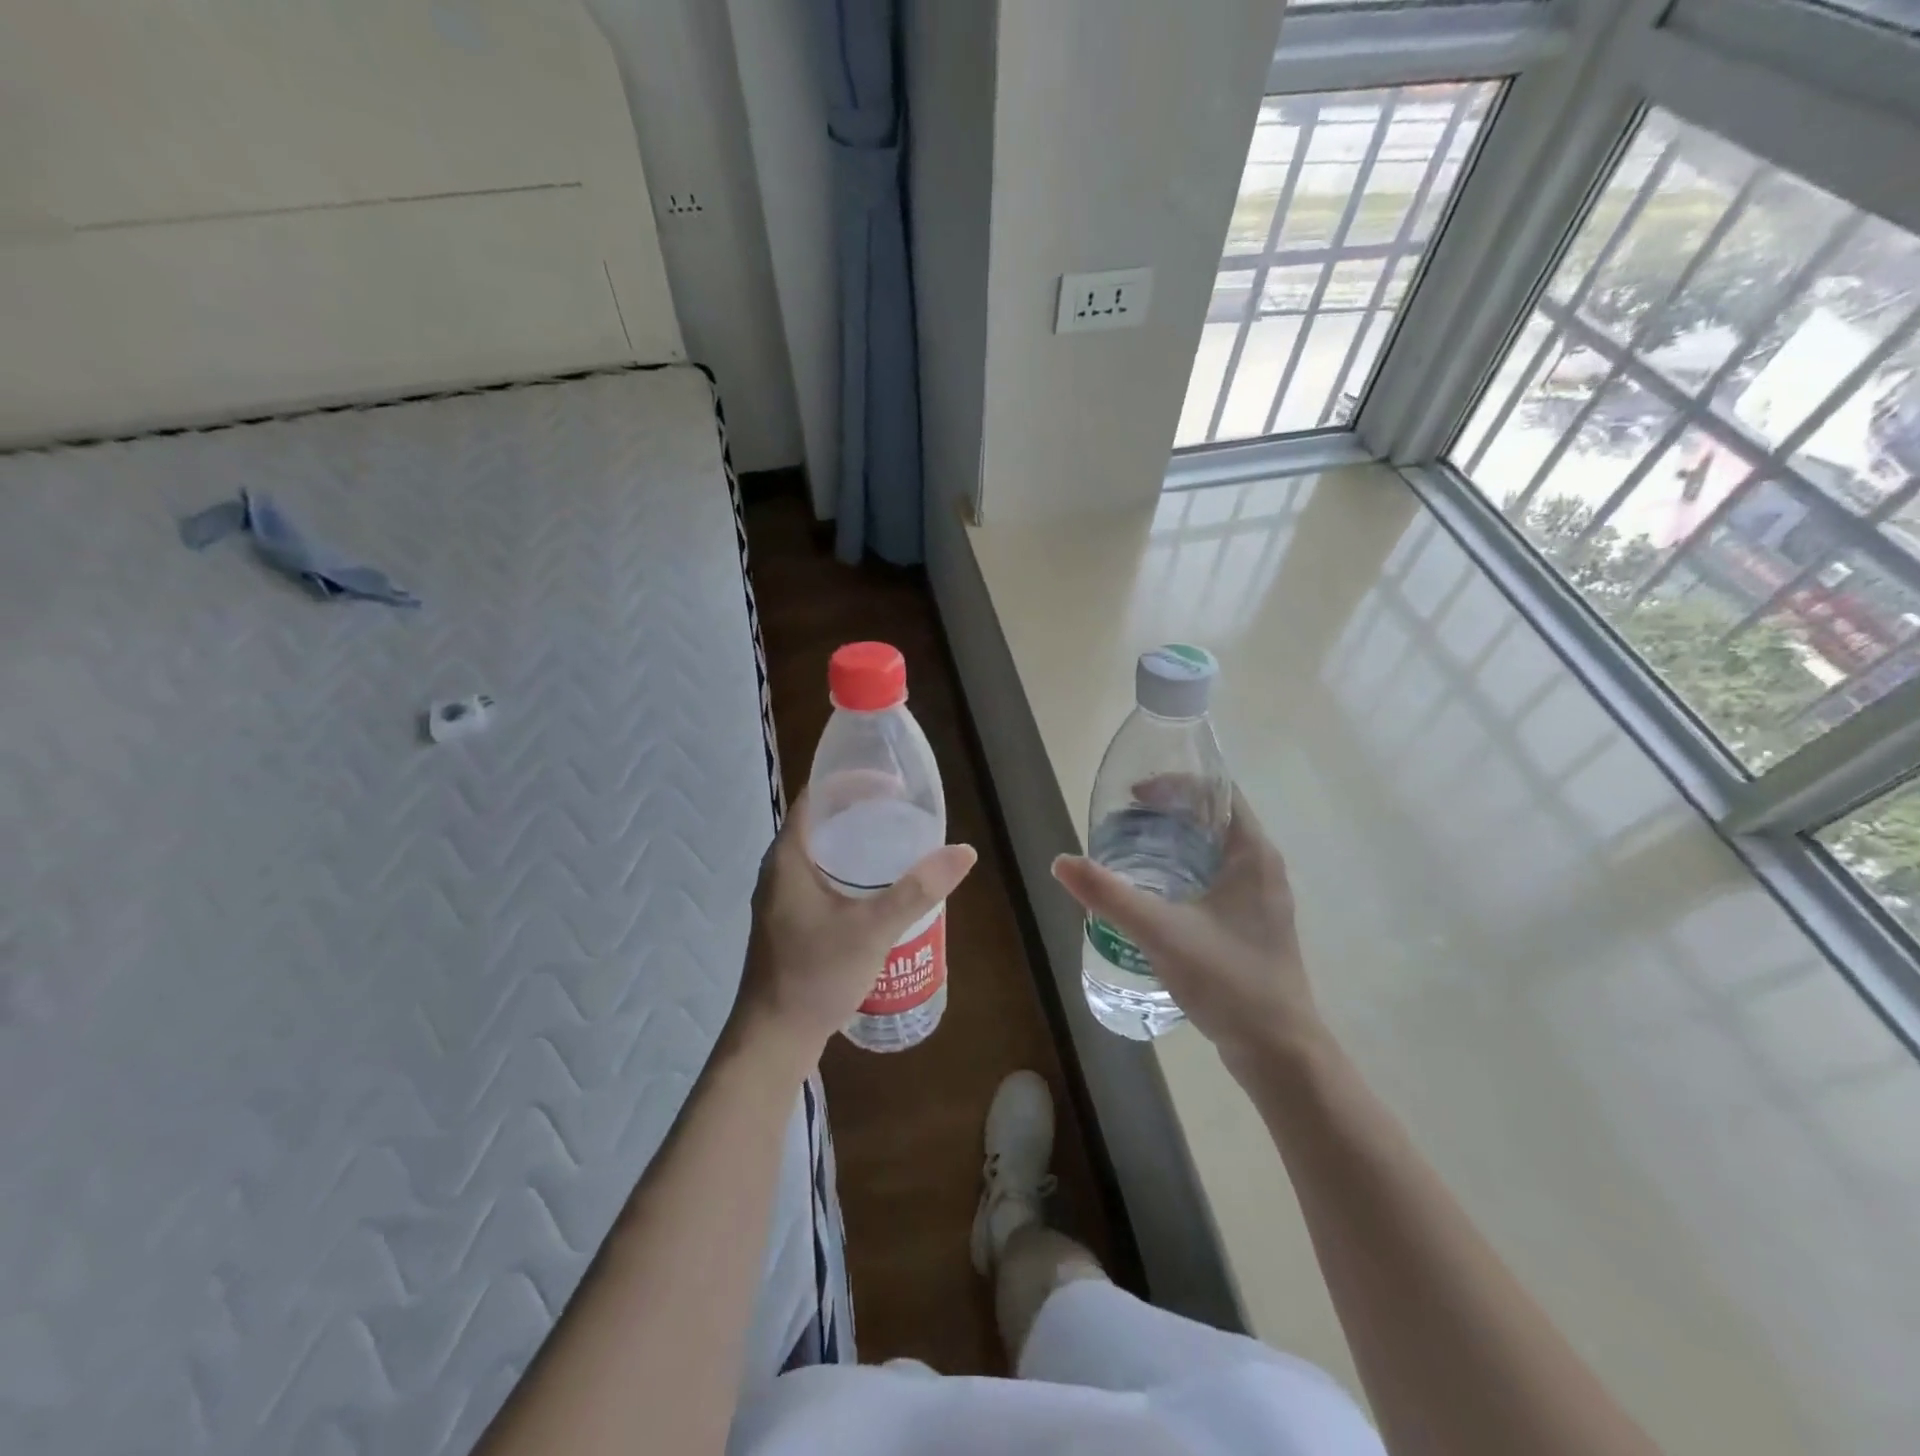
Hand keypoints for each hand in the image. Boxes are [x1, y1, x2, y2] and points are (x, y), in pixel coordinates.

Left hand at [731, 787, 976, 1066]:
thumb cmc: (815, 975)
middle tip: (904, 814)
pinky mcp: (790, 921)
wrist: (773, 1039)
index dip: (853, 782)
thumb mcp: (873, 929)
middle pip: (822, 823)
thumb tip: (964, 852)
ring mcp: (782, 897)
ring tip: (898, 846)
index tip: (894, 784)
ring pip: (823, 854)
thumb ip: (918, 890)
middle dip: (862, 812)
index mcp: (788, 857)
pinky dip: (850, 872)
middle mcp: (779, 869)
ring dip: (857, 844)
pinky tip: (879, 890)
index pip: (817, 797)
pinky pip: (822, 879)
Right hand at [1052, 785, 1320, 1072]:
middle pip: (1213, 820)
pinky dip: (1183, 873)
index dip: (1175, 784)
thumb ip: (1110, 895)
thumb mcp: (1161, 932)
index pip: (1218, 792)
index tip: (1134, 797)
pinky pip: (1215, 880)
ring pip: (1213, 852)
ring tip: (1129, 854)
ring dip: (1174, 845)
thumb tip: (1061, 862)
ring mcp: (1260, 898)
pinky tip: (1153, 896)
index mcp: (1253, 854)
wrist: (1279, 1052)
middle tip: (1122, 824)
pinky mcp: (1252, 925)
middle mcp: (1262, 867)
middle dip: (1167, 815)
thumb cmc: (1229, 980)